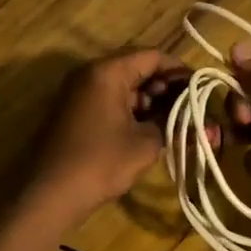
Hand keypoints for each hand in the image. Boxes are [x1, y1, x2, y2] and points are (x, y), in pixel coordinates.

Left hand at [28, 49, 193, 217]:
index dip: (180, 70)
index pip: (152, 56)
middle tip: (190, 107)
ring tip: (175, 121)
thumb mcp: (146, 144)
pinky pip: (109, 100)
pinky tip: (150, 129)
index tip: (201, 88)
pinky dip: (131, 110)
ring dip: (150, 100)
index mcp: (107, 71)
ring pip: (123, 86)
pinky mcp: (75, 112)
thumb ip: (174, 125)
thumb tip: (201, 122)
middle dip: (166, 86)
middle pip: (137, 67)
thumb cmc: (101, 162)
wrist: (49, 194)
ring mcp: (79, 92)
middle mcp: (90, 73)